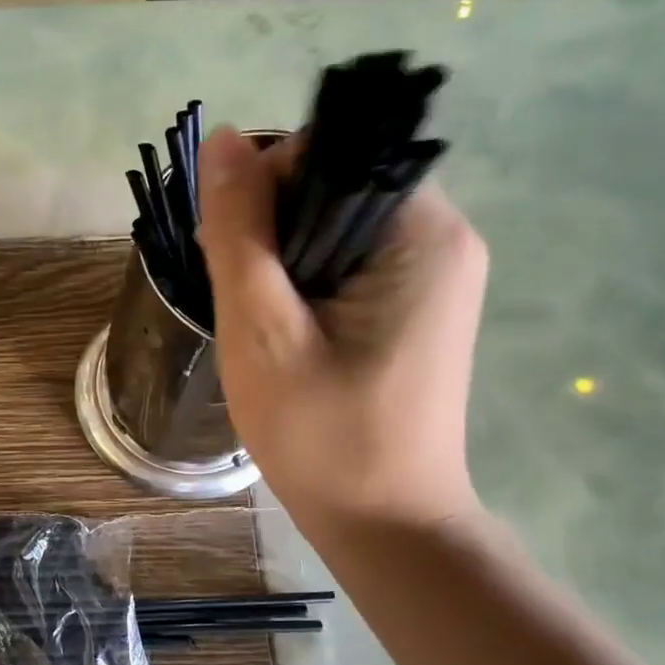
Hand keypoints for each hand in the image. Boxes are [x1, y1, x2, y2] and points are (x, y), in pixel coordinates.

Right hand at [196, 126, 488, 534]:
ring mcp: (435, 276)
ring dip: (282, 259)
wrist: (384, 524)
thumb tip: (221, 140)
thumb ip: (240, 231)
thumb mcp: (262, 330)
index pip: (332, 152)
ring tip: (257, 321)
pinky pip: (350, 264)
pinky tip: (284, 332)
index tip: (232, 254)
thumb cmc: (321, 434)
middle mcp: (443, 238)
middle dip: (271, 227)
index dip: (266, 186)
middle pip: (335, 186)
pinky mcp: (418, 308)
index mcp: (421, 232)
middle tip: (239, 298)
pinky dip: (305, 283)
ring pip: (336, 227)